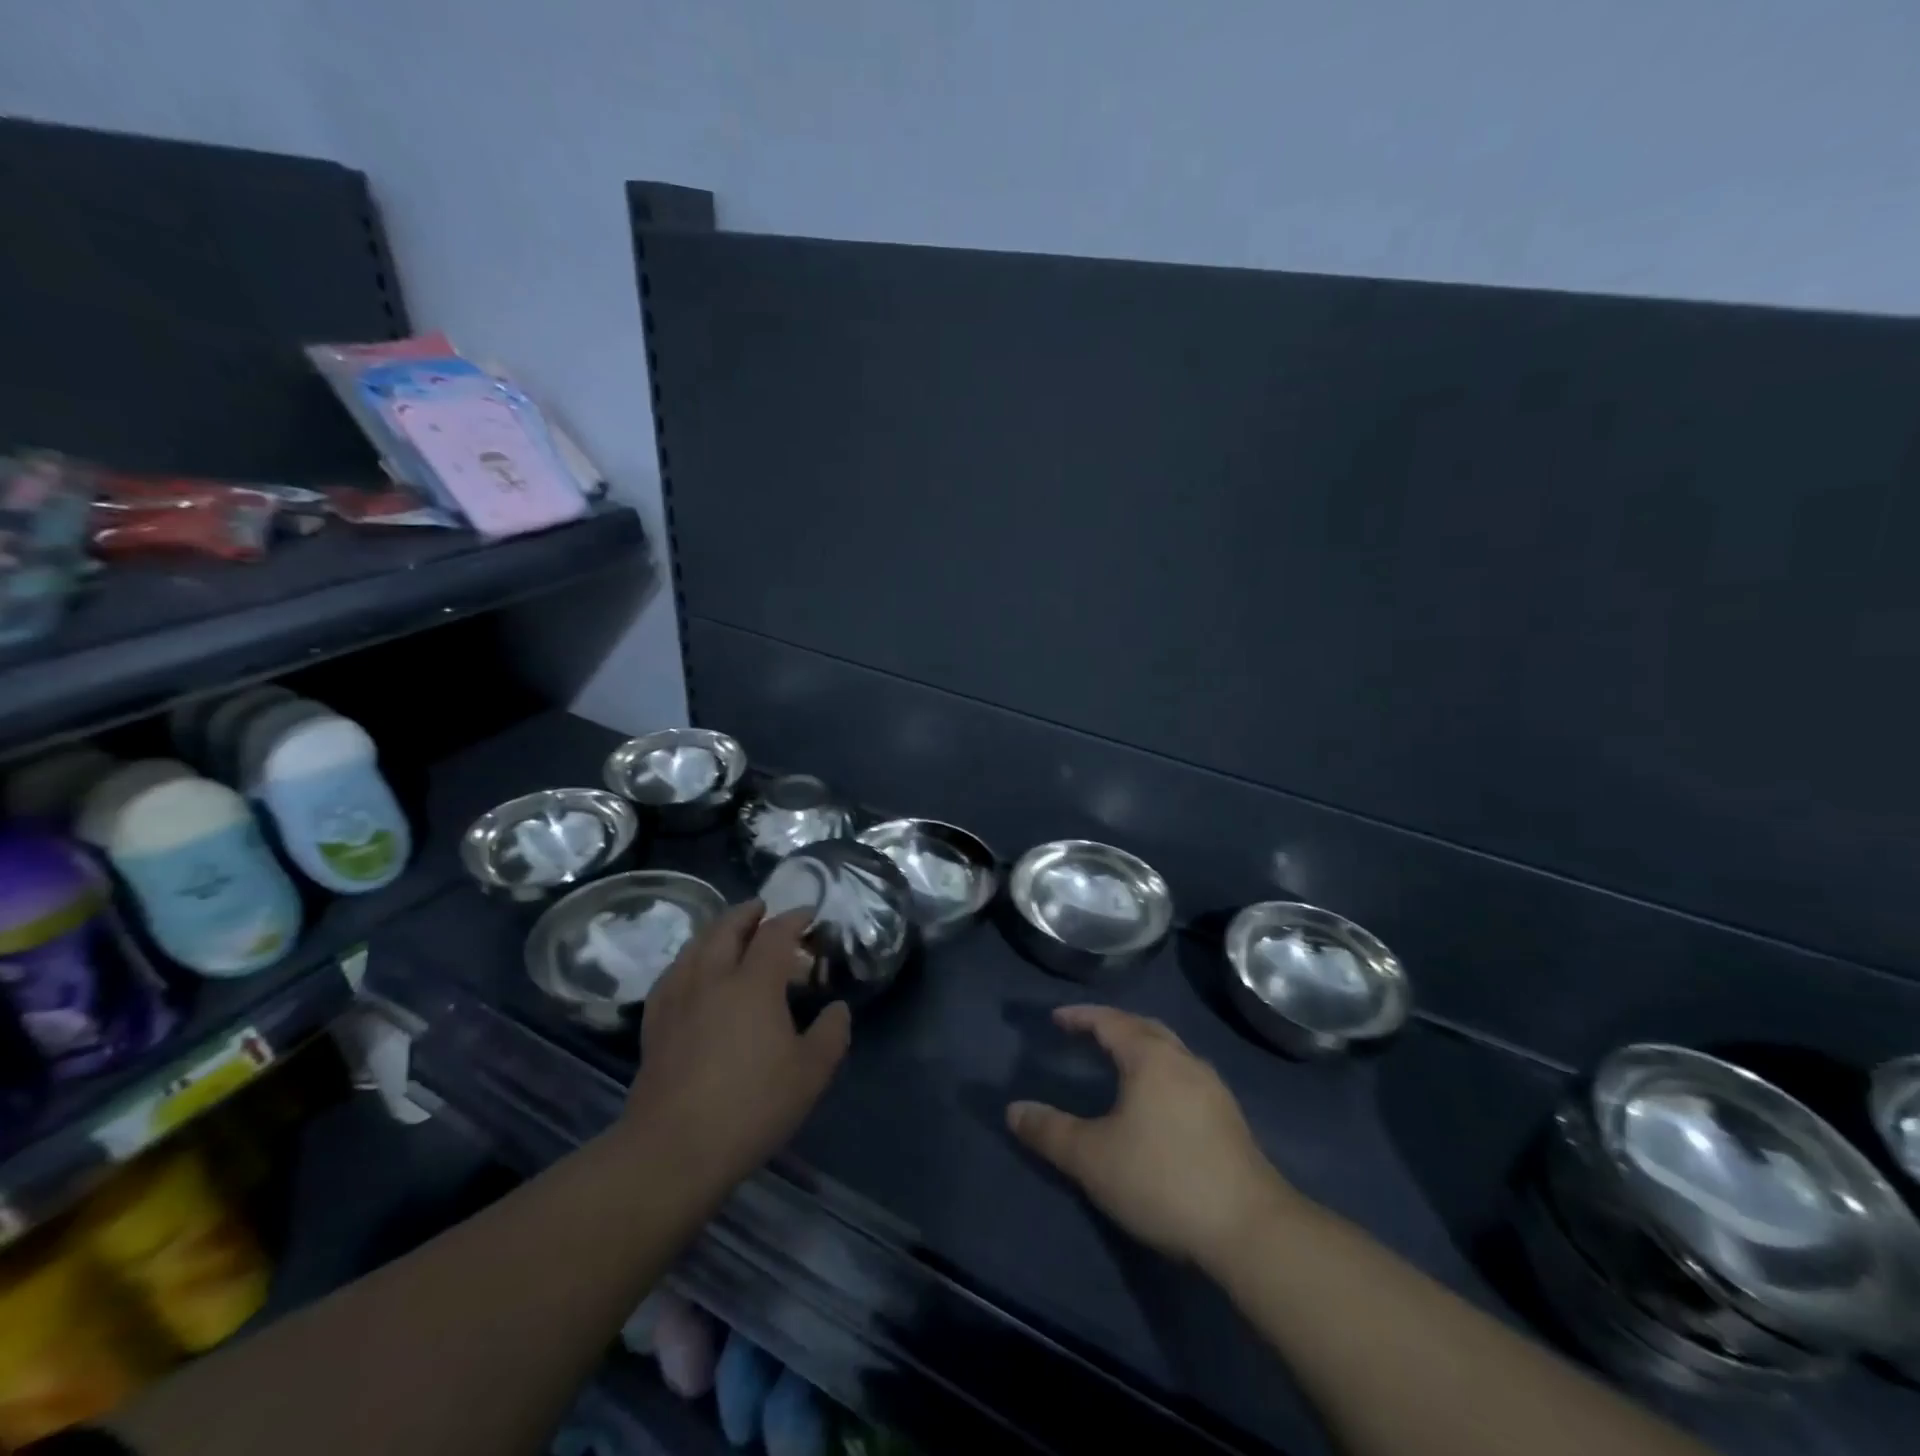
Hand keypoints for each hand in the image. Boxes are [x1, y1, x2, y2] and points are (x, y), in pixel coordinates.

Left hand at [624, 901, 850, 1185]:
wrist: (674, 1149)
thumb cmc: (751, 1106)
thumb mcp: (810, 1074)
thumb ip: (831, 1034)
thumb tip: (837, 1009)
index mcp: (753, 984)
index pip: (774, 934)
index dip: (793, 918)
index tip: (808, 914)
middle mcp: (712, 979)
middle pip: (726, 928)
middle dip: (747, 913)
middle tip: (762, 908)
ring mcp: (678, 999)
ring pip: (694, 946)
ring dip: (715, 931)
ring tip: (727, 931)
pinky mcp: (655, 1024)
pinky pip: (672, 974)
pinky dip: (688, 960)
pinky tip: (690, 972)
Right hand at [1007, 1005, 1291, 1267]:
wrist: (1250, 1229)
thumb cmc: (1163, 1180)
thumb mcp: (1093, 1159)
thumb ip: (1050, 1132)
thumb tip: (1013, 1110)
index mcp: (1151, 1058)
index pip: (1110, 1021)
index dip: (1081, 1017)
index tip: (1057, 1018)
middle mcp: (1184, 1061)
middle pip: (1145, 1027)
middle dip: (1114, 1025)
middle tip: (1087, 1033)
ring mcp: (1212, 1089)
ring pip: (1170, 1051)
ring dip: (1141, 1047)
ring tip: (1118, 1063)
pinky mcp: (1228, 1119)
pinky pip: (1185, 1076)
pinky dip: (1161, 1072)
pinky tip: (1156, 1102)